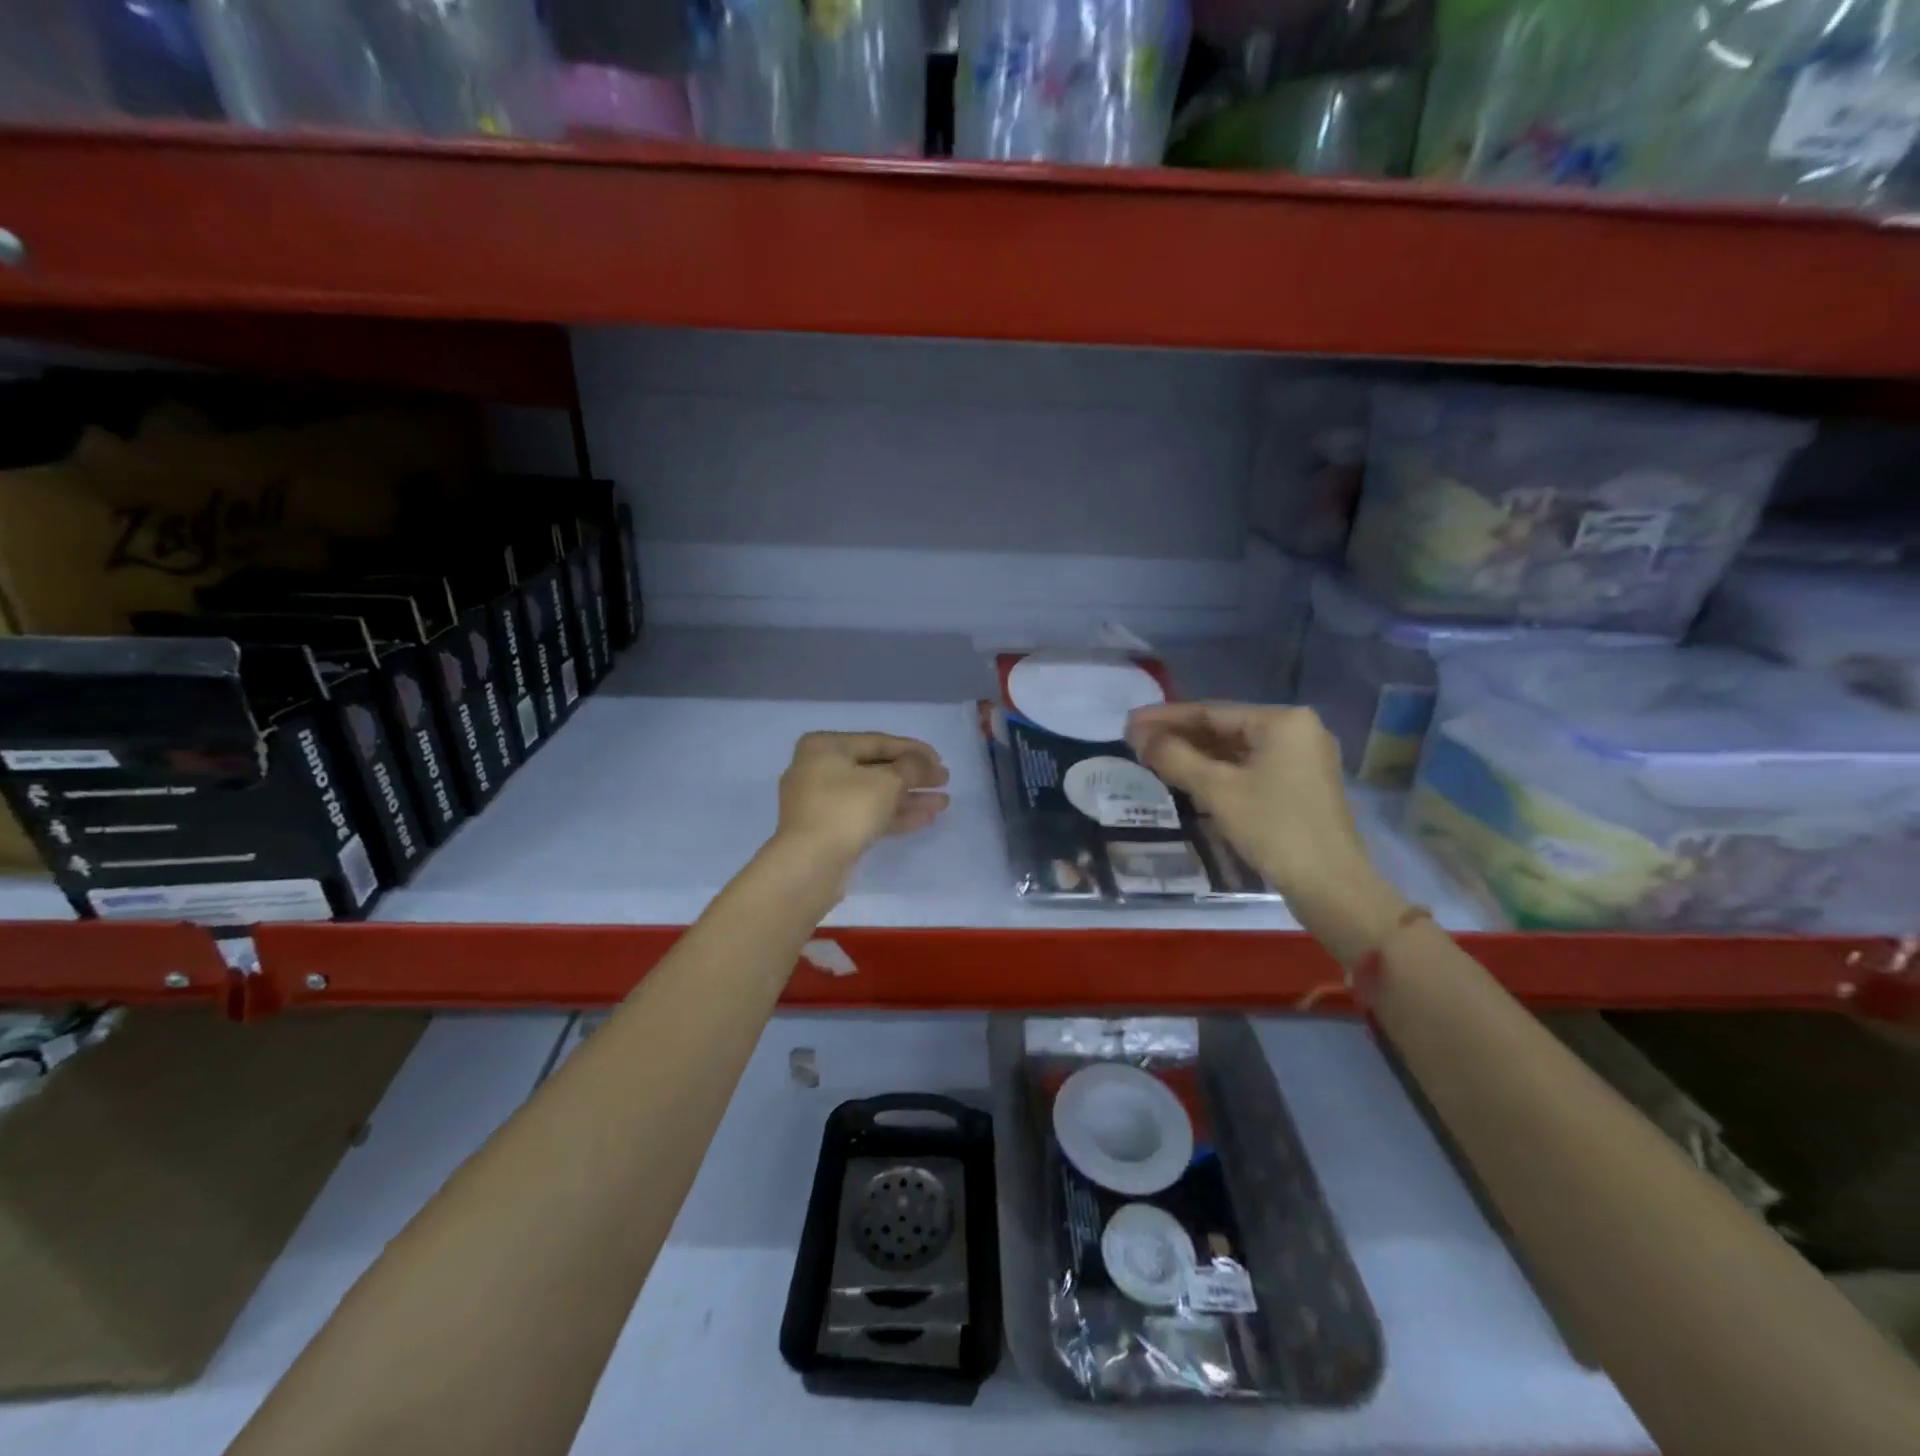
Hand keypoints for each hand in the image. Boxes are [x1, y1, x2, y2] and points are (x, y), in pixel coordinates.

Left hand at [776, 732, 949, 864]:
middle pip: (876, 768)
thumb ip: (912, 767)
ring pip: (873, 794)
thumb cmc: (846, 809)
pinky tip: (925, 818)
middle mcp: (818, 769)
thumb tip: (926, 763)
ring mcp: (821, 803)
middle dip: (913, 776)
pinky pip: (866, 815)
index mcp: (825, 747)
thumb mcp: (887, 782)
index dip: (914, 750)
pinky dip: (893, 815)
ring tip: (943, 803)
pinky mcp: (828, 831)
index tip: (941, 761)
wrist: (809, 865)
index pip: (878, 741)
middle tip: (944, 781)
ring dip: (908, 798)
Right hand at [1126, 703, 1407, 959]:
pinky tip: (1187, 776)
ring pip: (1236, 749)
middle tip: (1135, 742)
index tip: (1128, 722)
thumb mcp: (1216, 790)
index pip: (1211, 711)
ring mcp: (1301, 759)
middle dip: (1179, 736)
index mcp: (1282, 721)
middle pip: (1224, 727)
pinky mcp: (1299, 786)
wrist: (1331, 886)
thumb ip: (1173, 757)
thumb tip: (1137, 735)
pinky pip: (1249, 768)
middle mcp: (1297, 731)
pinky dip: (1217, 771)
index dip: (1165, 717)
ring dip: (1195, 754)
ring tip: (1153, 758)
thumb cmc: (1274, 828)